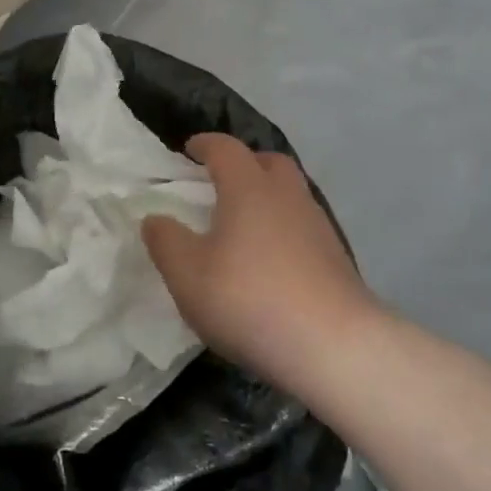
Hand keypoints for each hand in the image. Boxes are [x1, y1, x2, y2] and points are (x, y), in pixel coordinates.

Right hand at [141, 134, 378, 390]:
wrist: (334, 345)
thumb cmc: (250, 299)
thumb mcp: (188, 275)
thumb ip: (166, 241)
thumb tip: (155, 218)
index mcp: (249, 188)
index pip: (226, 149)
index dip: (205, 145)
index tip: (189, 149)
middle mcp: (287, 195)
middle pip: (268, 162)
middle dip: (243, 163)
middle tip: (219, 181)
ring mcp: (317, 225)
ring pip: (289, 194)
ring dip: (265, 196)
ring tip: (242, 224)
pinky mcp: (335, 257)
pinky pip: (301, 225)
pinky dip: (282, 227)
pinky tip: (269, 259)